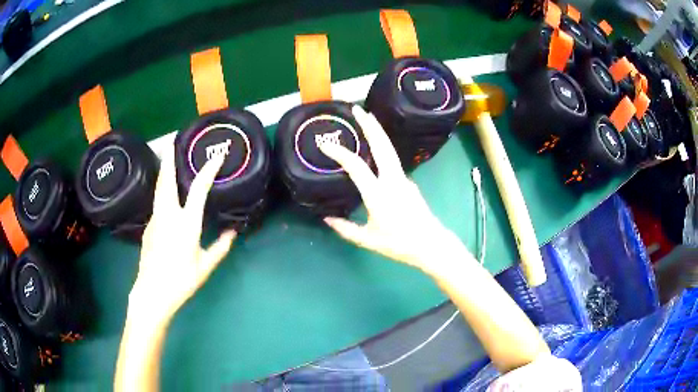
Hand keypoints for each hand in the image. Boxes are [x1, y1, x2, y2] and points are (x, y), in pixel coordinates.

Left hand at [128, 143, 235, 324]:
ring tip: (167, 160)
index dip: (209, 170)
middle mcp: (168, 215)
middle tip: (172, 141)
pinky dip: (162, 192)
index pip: (199, 189)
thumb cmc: (181, 281)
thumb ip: (220, 248)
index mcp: (186, 223)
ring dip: (164, 172)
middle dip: (170, 158)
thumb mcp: (204, 267)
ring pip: (159, 190)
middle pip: (167, 179)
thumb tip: (233, 233)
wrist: (152, 293)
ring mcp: (155, 219)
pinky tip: (165, 197)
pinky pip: (157, 204)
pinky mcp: (148, 227)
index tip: (216, 155)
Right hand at [320, 106, 468, 276]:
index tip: (325, 143)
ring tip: (368, 119)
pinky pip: (393, 161)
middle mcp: (392, 180)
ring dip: (378, 132)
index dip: (339, 153)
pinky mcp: (409, 183)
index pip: (356, 166)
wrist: (431, 244)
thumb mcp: (368, 240)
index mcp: (378, 194)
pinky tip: (375, 149)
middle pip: (382, 145)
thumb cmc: (399, 244)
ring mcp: (403, 179)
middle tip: (358, 109)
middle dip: (369, 124)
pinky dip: (382, 148)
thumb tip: (327, 219)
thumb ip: (346, 229)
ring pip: (390, 150)